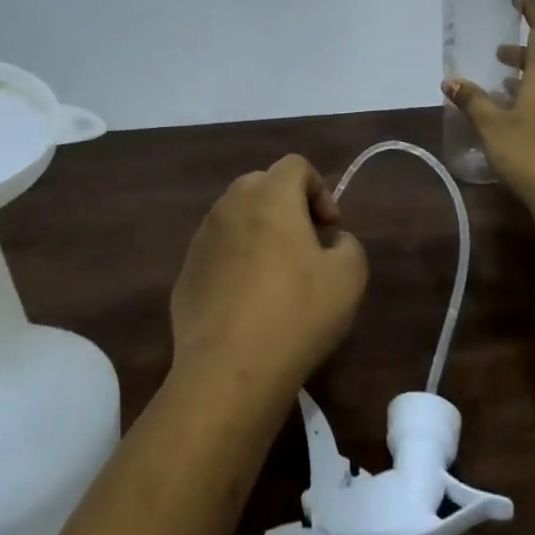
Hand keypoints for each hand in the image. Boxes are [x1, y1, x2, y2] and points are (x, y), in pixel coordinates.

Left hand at [170, 155, 368, 397]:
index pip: (295, 165)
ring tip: (277, 274)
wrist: (229, 370)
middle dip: (287, 205)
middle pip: (261, 184)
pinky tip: (249, 301)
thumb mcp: (348, 278)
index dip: (320, 189)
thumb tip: (333, 241)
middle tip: (306, 244)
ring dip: (259, 231)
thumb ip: (349, 246)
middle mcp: (230, 206)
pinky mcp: (186, 272)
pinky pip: (217, 251)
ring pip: (235, 217)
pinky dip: (235, 260)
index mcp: (270, 196)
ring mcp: (202, 239)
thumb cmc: (296, 314)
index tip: (330, 228)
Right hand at [444, 0, 534, 200]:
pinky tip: (515, 112)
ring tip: (501, 85)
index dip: (533, 12)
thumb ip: (472, 100)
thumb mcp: (491, 124)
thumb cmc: (526, 150)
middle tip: (497, 56)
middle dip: (521, 52)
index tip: (518, 1)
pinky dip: (534, 95)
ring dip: (527, 76)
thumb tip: (450, 81)